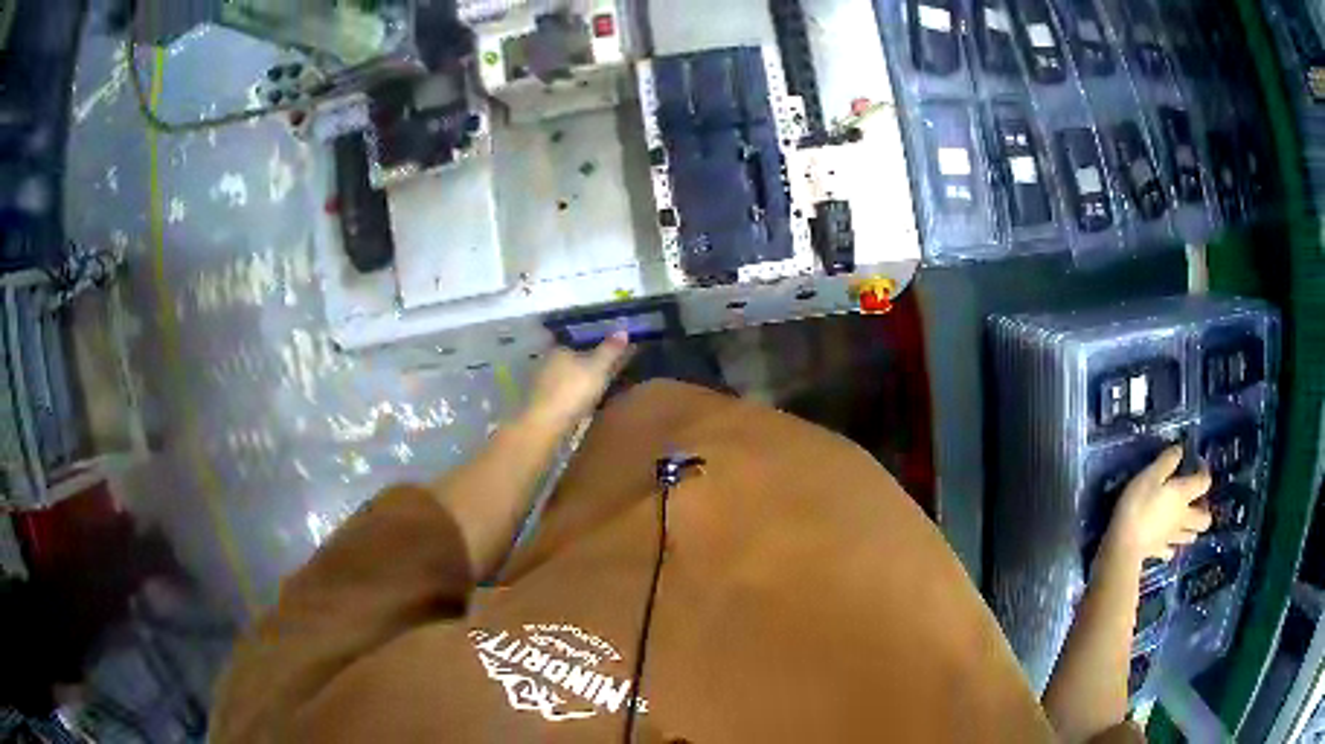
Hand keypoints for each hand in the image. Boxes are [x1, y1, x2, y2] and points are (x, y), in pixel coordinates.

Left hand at [524, 333, 631, 430]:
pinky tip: (582, 403)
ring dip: (579, 382)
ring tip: (598, 388)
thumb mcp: (598, 367)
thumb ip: (610, 349)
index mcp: (558, 349)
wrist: (546, 424)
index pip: (576, 342)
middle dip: (585, 364)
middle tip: (606, 370)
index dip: (592, 345)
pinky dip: (573, 397)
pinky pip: (562, 395)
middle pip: (571, 360)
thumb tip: (622, 330)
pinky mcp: (541, 404)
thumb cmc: (573, 389)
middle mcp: (546, 363)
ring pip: (566, 378)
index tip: (607, 352)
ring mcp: (541, 385)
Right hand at [1104, 446, 1213, 563]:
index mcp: (1183, 495)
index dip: (1204, 470)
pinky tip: (1167, 540)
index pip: (1205, 482)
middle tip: (1195, 500)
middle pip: (1205, 518)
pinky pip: (1171, 550)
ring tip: (1184, 521)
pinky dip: (1172, 545)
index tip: (1196, 462)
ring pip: (1191, 536)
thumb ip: (1167, 461)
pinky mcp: (1159, 551)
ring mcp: (1172, 537)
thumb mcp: (1150, 475)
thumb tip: (1180, 450)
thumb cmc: (1137, 506)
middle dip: (1205, 509)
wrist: (1122, 546)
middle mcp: (1183, 517)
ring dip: (1192, 528)